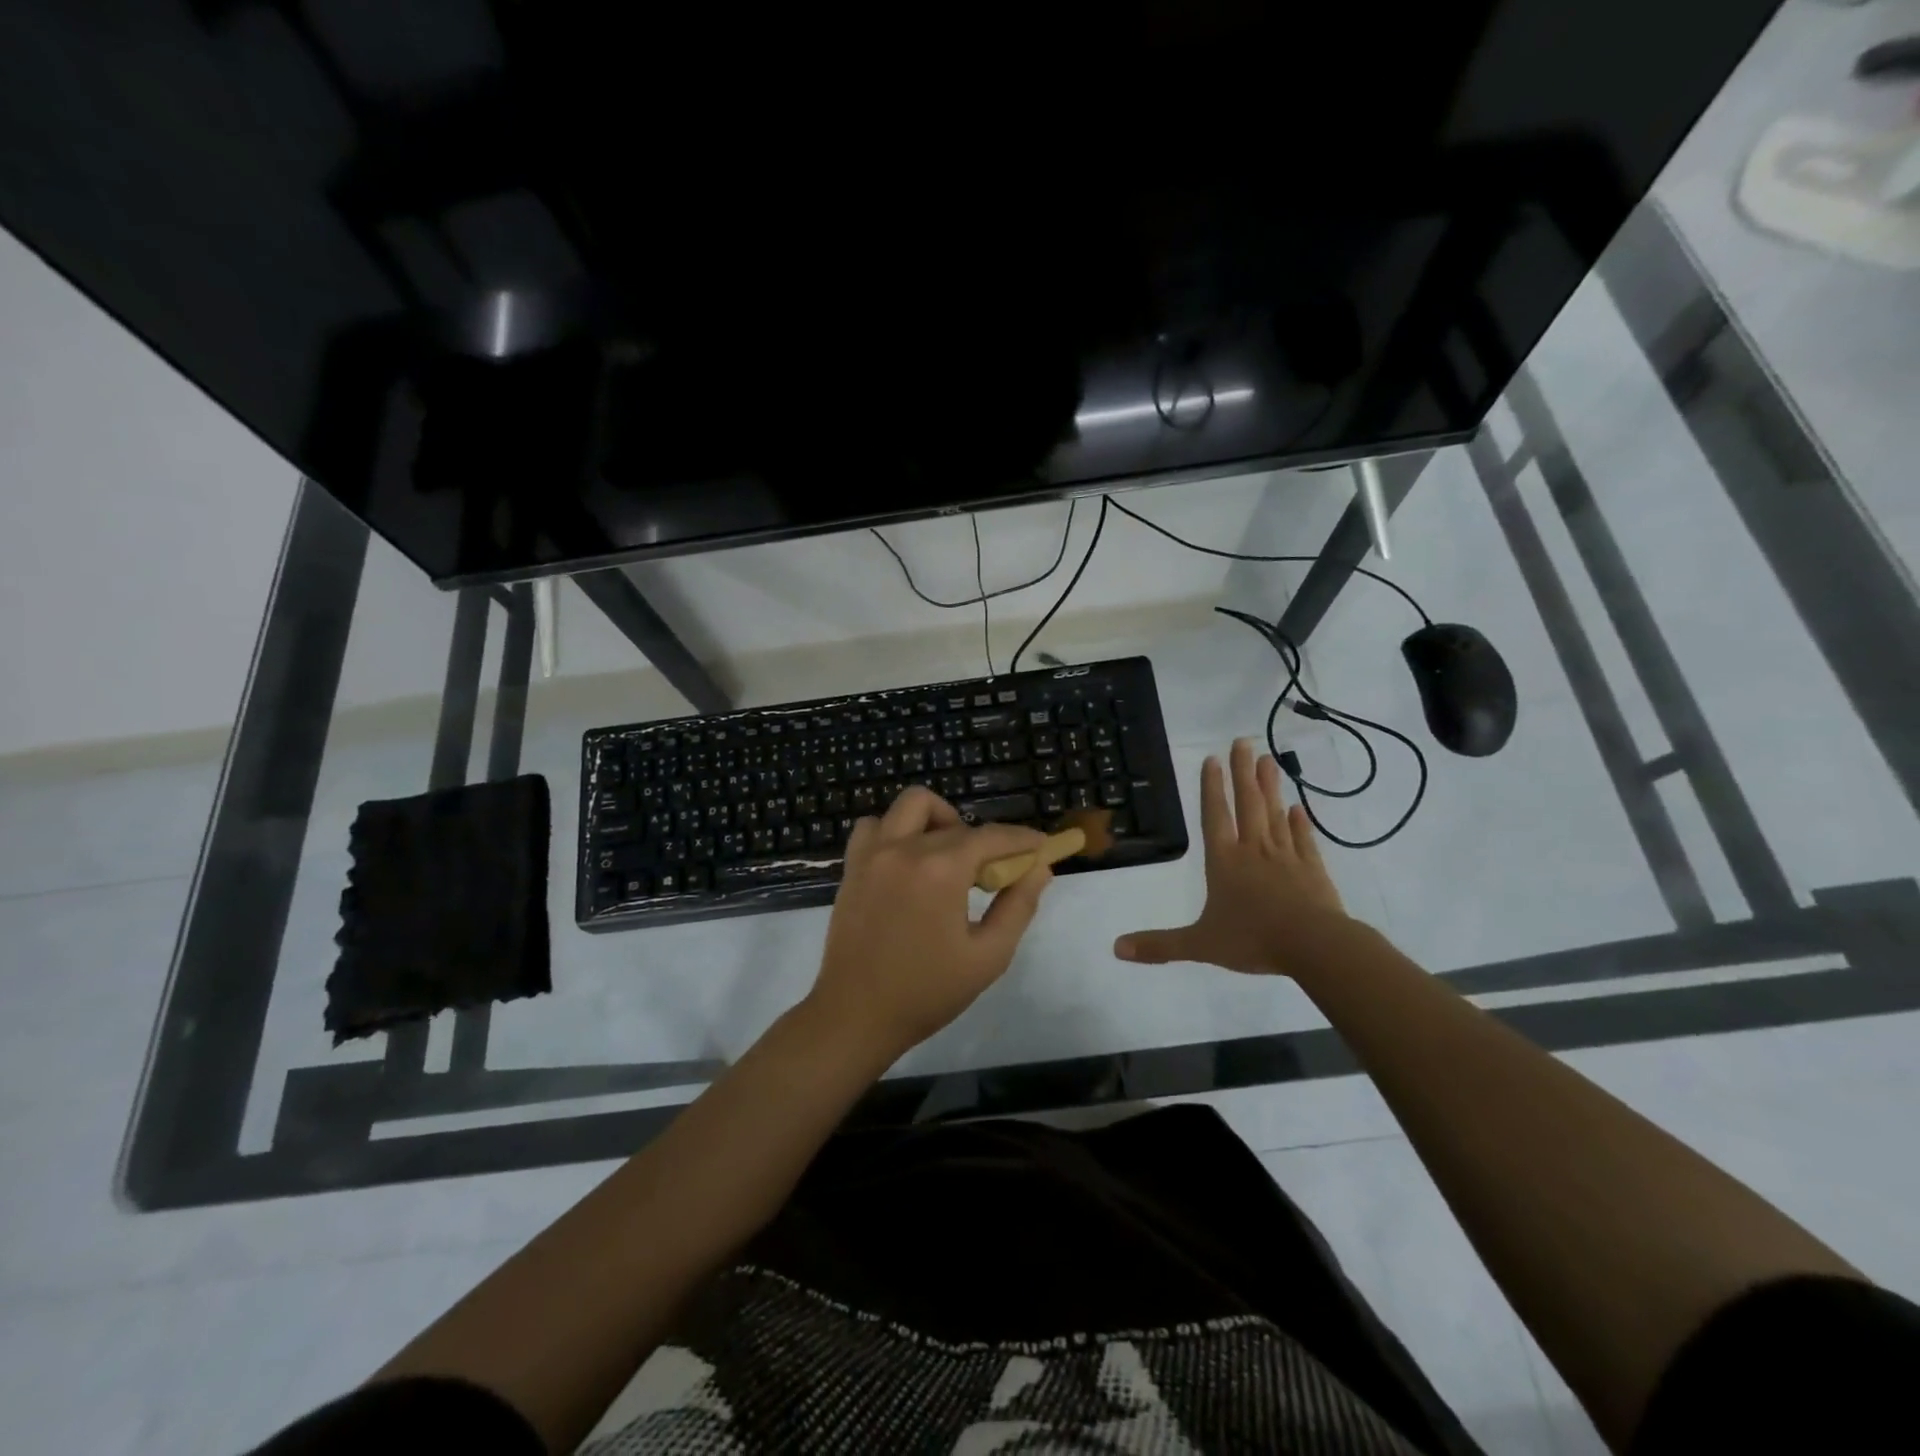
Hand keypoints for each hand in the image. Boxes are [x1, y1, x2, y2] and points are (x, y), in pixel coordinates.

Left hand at [809, 787, 1053, 1063]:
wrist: (856, 1015)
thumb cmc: (927, 992)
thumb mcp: (987, 957)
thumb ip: (1017, 907)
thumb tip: (1039, 868)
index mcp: (940, 870)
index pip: (992, 837)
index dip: (1022, 839)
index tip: (1041, 846)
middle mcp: (904, 848)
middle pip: (956, 823)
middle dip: (984, 841)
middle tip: (992, 873)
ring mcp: (872, 854)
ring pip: (911, 806)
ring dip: (937, 821)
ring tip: (947, 857)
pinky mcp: (852, 866)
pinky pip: (874, 826)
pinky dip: (896, 831)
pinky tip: (908, 861)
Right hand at [1114, 738, 1347, 975]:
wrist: (1314, 946)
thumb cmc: (1253, 939)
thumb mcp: (1199, 945)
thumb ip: (1160, 946)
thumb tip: (1116, 948)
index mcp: (1224, 862)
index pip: (1215, 816)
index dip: (1212, 788)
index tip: (1214, 758)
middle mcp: (1253, 851)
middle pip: (1247, 804)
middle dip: (1243, 773)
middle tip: (1243, 741)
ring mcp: (1286, 857)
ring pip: (1275, 814)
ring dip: (1271, 787)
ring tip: (1269, 760)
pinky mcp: (1312, 869)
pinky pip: (1304, 840)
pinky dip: (1301, 823)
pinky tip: (1299, 809)